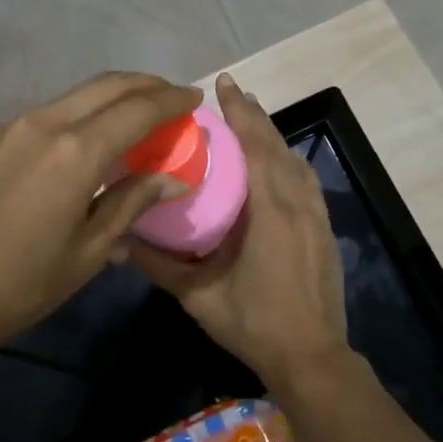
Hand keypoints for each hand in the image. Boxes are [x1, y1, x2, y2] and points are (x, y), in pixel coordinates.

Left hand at [0, 72, 200, 375]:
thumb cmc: (15, 287)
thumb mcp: (86, 254)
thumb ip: (131, 204)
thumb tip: (173, 179)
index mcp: (75, 151)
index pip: (138, 109)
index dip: (171, 101)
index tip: (195, 98)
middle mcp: (46, 123)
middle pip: (108, 85)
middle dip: (146, 85)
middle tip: (173, 98)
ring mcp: (14, 126)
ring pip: (78, 95)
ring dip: (114, 96)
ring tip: (139, 116)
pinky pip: (53, 112)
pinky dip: (85, 112)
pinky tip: (93, 138)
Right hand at [131, 74, 349, 391]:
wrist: (313, 358)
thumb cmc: (254, 323)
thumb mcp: (199, 296)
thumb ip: (159, 265)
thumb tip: (118, 241)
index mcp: (270, 210)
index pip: (255, 146)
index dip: (240, 112)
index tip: (225, 83)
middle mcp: (297, 202)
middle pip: (276, 145)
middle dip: (254, 115)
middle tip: (232, 92)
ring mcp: (316, 214)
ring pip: (294, 160)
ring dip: (272, 135)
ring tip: (250, 118)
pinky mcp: (324, 227)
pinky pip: (305, 179)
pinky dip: (287, 159)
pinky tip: (276, 161)